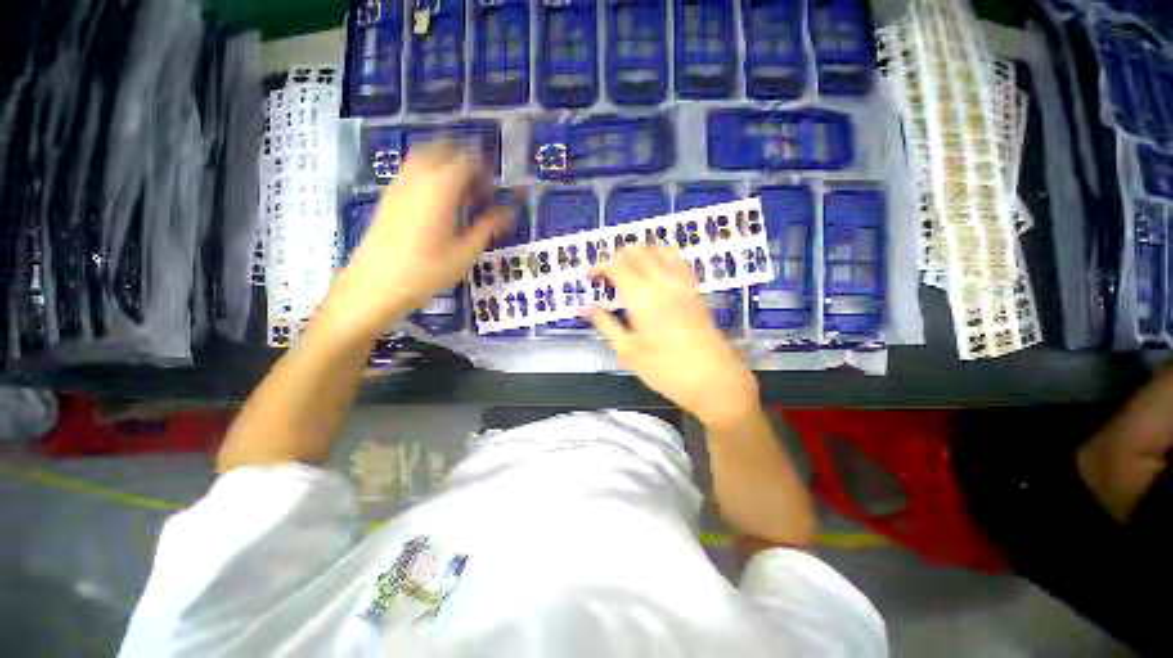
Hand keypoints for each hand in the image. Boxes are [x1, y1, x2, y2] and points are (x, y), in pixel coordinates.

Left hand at [322, 145, 510, 337]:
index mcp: (440, 189)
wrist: (375, 285)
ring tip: (461, 192)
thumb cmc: (426, 271)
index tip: (496, 186)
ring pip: (424, 157)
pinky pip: (412, 172)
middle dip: (465, 162)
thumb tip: (508, 213)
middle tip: (480, 186)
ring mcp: (399, 185)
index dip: (485, 169)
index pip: (466, 161)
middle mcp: (417, 178)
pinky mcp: (388, 196)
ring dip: (446, 166)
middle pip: (443, 150)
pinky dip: (429, 175)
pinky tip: (438, 201)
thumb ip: (488, 227)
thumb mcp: (465, 253)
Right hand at [591, 246, 759, 427]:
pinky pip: (678, 261)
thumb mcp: (628, 352)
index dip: (599, 267)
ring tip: (629, 270)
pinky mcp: (694, 291)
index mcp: (642, 297)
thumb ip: (606, 326)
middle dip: (617, 257)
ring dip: (640, 253)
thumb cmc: (666, 369)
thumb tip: (588, 309)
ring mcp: (682, 284)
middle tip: (607, 275)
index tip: (590, 277)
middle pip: (637, 252)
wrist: (714, 378)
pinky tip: (657, 273)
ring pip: (659, 250)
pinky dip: (662, 258)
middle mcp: (662, 282)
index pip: (616, 266)